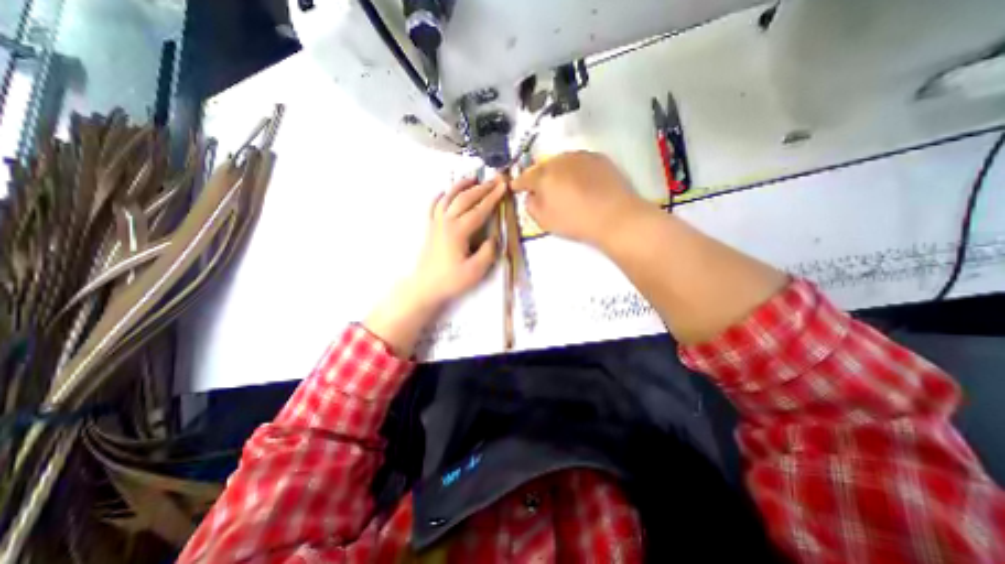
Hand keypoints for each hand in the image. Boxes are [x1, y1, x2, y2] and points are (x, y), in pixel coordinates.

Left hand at [361, 177, 506, 355]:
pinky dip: (439, 196)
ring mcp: (435, 223)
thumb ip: (488, 252)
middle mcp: (446, 222)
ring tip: (471, 178)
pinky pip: (433, 207)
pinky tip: (443, 192)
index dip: (493, 197)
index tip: (503, 186)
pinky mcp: (430, 228)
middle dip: (481, 187)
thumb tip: (493, 237)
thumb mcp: (475, 271)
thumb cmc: (451, 280)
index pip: (479, 210)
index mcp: (458, 231)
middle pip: (464, 199)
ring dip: (461, 186)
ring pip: (448, 198)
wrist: (425, 287)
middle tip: (494, 179)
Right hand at [514, 150, 648, 247]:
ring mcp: (580, 156)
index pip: (525, 177)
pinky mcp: (598, 157)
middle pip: (543, 166)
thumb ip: (531, 206)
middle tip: (540, 187)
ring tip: (561, 183)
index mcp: (543, 176)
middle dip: (538, 176)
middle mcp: (559, 160)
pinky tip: (580, 181)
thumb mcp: (545, 221)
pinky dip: (574, 169)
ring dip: (556, 171)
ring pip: (561, 161)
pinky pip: (579, 161)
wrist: (615, 216)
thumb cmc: (575, 221)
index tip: (515, 187)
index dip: (518, 183)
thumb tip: (530, 196)